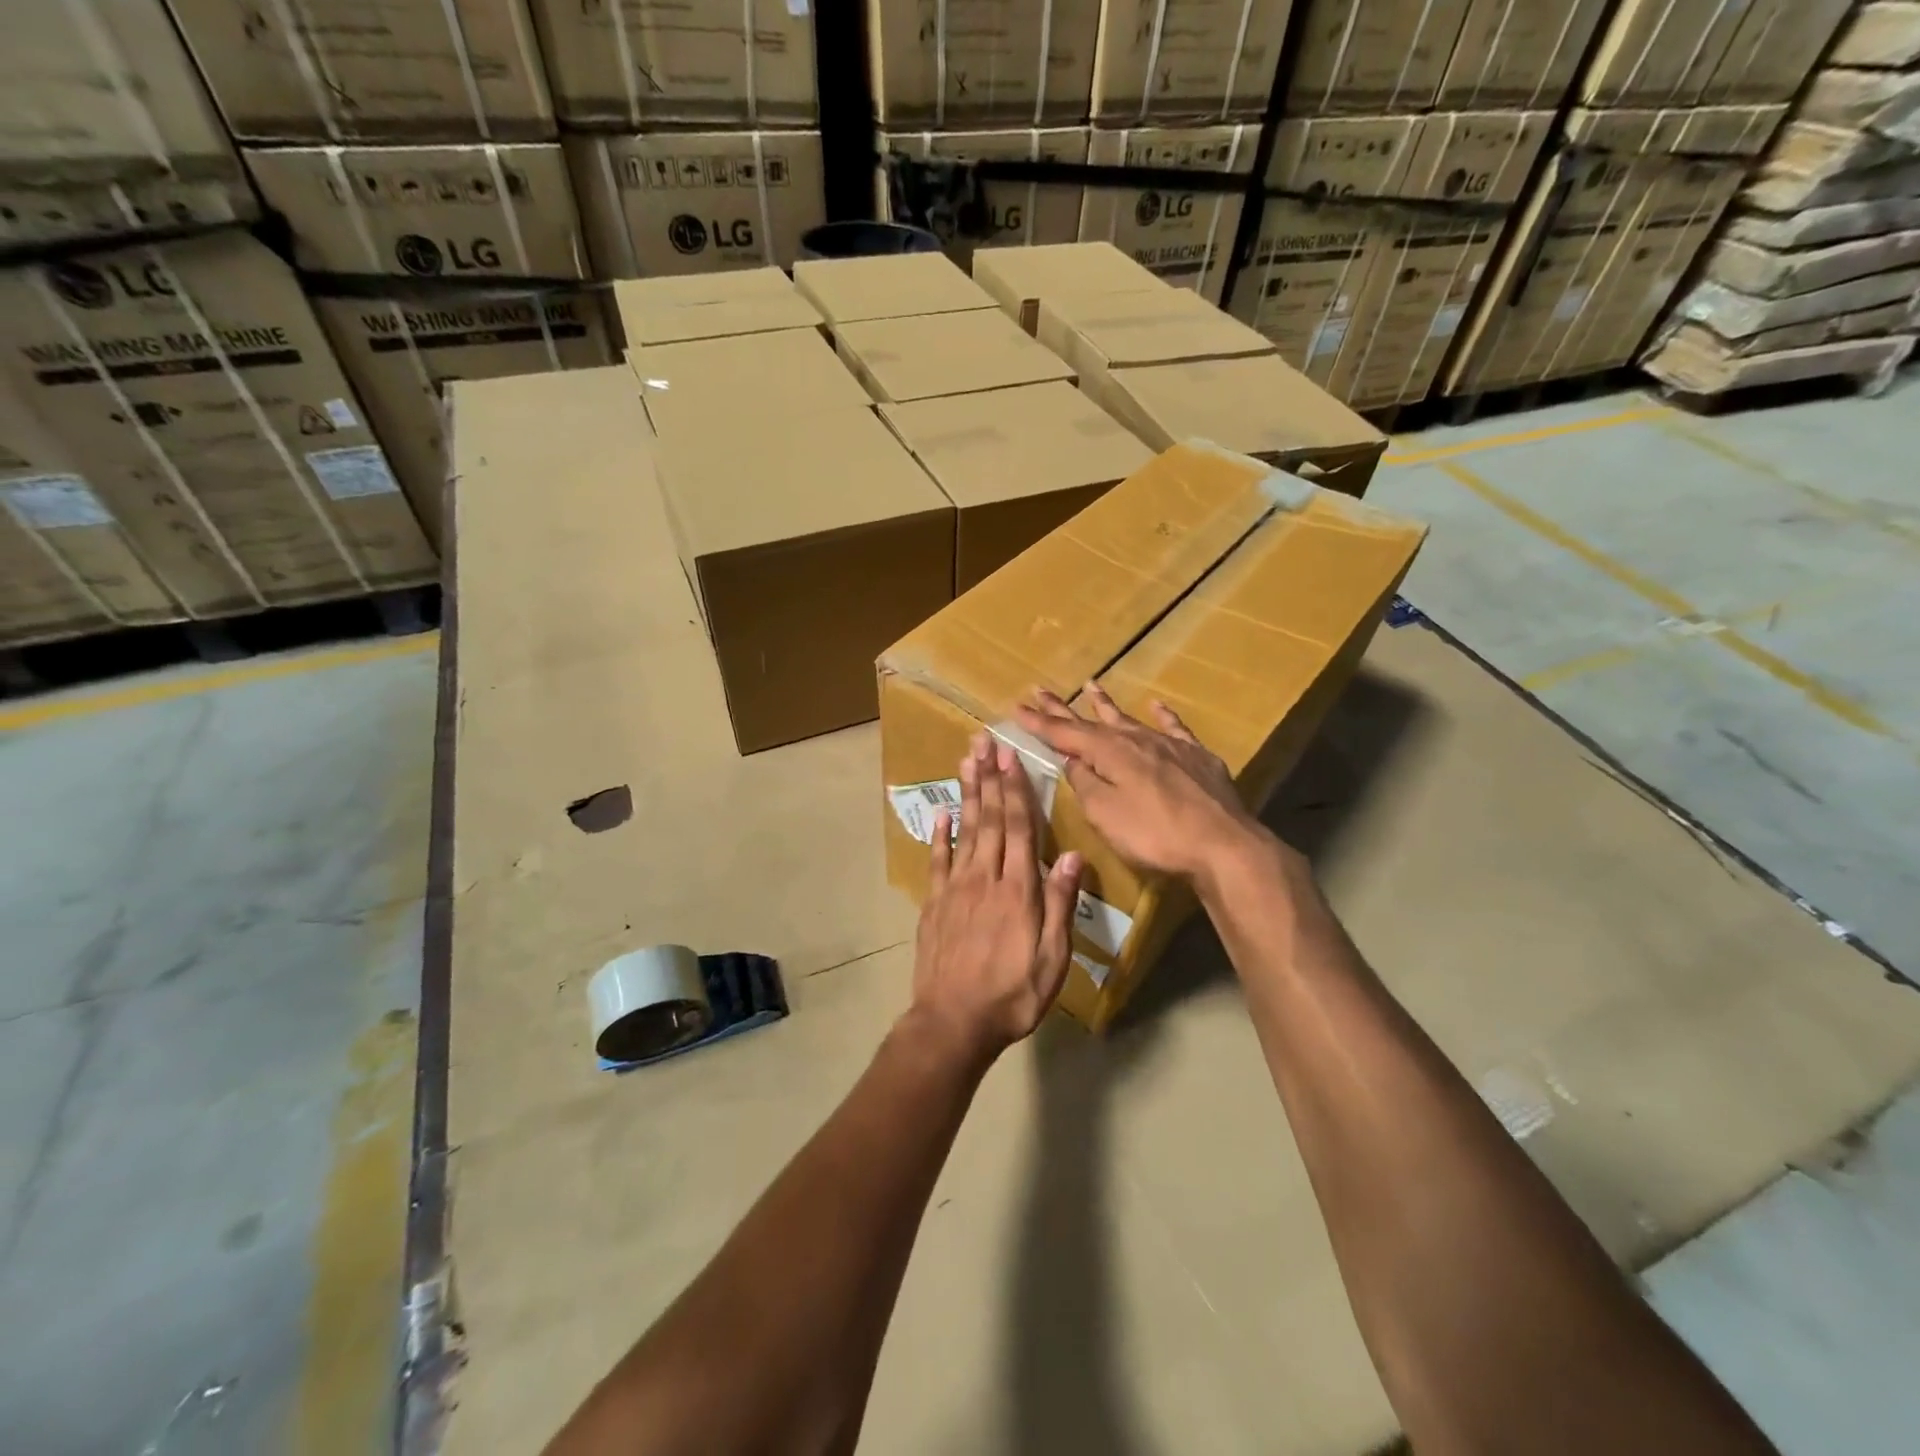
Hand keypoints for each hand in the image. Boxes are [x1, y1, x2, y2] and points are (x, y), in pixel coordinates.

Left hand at [910, 734, 1082, 1060]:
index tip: (1012, 757)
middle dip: (990, 778)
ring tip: (967, 761)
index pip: (1019, 828)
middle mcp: (985, 878)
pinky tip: (941, 813)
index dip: (1016, 790)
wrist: (953, 1022)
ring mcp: (956, 888)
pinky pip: (937, 860)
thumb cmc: (1013, 994)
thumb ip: (1061, 904)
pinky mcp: (935, 903)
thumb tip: (1072, 856)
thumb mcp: (1053, 957)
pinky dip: (939, 834)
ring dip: (967, 794)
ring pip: (964, 831)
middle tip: (986, 742)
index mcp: (1019, 889)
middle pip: (989, 819)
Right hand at [1016, 683, 1271, 883]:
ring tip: (1091, 685)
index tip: (1016, 707)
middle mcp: (1136, 740)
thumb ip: (1085, 784)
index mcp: (1109, 753)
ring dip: (1107, 704)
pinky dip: (1162, 715)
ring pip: (1130, 718)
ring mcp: (1169, 745)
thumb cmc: (1154, 834)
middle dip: (1064, 707)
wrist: (1222, 843)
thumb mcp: (1105, 814)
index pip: (1064, 733)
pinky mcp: (1197, 756)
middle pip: (1093, 721)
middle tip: (1040, 690)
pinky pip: (1174, 727)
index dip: (1039, 722)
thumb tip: (1072, 761)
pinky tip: (1156, 705)